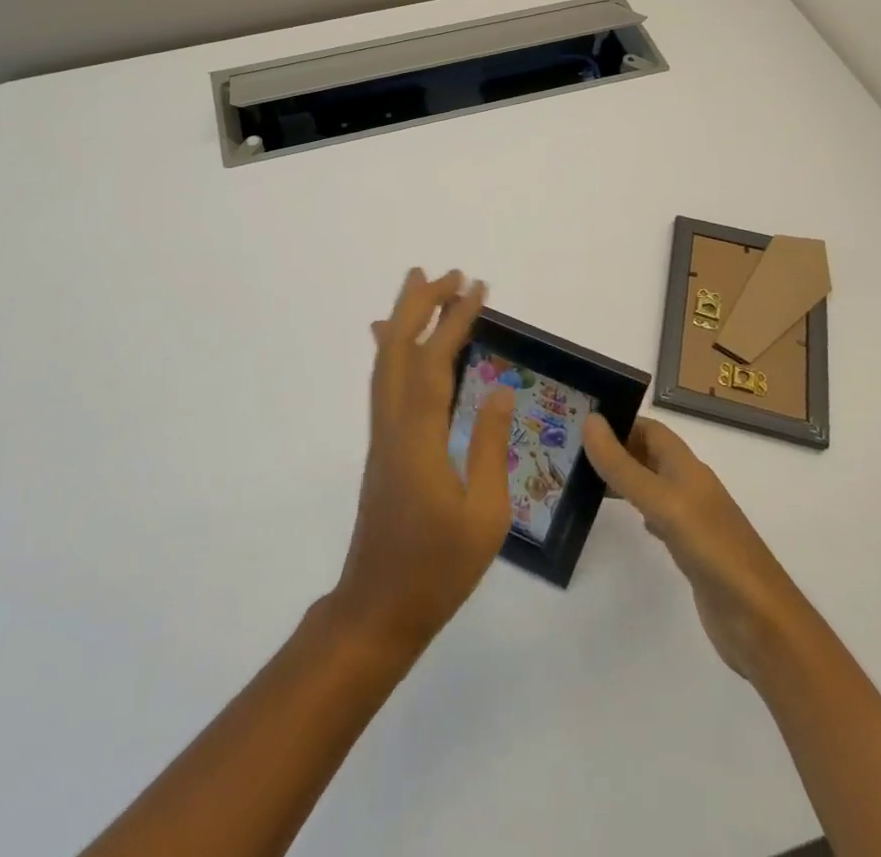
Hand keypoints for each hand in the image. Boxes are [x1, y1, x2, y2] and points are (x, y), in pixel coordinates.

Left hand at [330, 269, 514, 654]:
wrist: (378, 606)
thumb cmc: (438, 568)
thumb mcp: (484, 516)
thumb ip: (489, 448)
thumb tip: (501, 392)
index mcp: (419, 437)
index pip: (435, 362)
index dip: (455, 321)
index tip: (477, 288)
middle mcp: (393, 423)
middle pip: (398, 347)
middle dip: (421, 304)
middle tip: (449, 274)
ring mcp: (382, 432)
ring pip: (385, 360)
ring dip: (404, 319)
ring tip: (421, 286)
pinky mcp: (381, 444)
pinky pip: (383, 380)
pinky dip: (391, 348)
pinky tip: (392, 338)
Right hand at [586, 416, 795, 683]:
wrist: (761, 623)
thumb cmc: (712, 550)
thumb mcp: (661, 502)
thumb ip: (623, 466)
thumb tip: (589, 420)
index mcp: (687, 468)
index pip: (650, 429)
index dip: (619, 423)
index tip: (579, 425)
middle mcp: (691, 487)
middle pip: (649, 454)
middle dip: (616, 449)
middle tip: (573, 453)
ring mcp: (693, 520)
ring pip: (652, 485)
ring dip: (624, 478)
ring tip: (587, 482)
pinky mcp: (692, 551)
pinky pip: (659, 517)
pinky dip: (638, 510)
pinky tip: (626, 520)